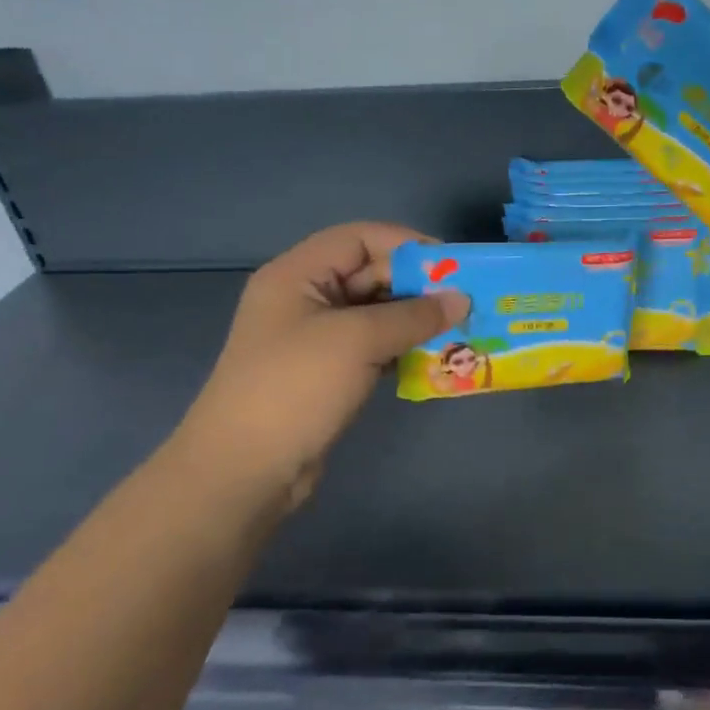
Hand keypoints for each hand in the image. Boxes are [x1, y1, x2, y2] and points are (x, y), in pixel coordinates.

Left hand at [168, 223, 467, 508]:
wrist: (244, 471)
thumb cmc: (295, 388)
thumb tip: (462, 299)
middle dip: (417, 286)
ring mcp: (315, 338)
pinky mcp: (326, 372)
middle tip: (465, 302)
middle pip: (369, 273)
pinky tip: (434, 357)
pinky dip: (403, 347)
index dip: (407, 245)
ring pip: (375, 312)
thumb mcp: (357, 340)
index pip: (359, 237)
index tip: (452, 268)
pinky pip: (373, 345)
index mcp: (297, 274)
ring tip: (459, 329)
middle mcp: (305, 298)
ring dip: (415, 319)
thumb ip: (414, 315)